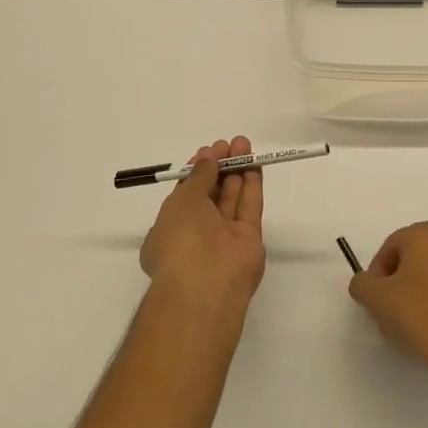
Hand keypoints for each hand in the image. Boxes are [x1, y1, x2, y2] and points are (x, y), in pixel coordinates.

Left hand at [140, 136, 265, 314]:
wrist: (206, 284)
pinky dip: (252, 184)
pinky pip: (250, 206)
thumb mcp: (182, 200)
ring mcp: (224, 236)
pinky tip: (255, 163)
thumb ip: (199, 176)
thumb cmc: (181, 239)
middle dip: (220, 166)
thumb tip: (208, 158)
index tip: (209, 150)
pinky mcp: (249, 239)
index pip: (187, 193)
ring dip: (238, 170)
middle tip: (230, 143)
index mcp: (171, 226)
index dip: (198, 170)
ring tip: (244, 144)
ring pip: (232, 197)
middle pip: (212, 193)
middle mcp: (197, 231)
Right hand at [349, 221, 427, 392]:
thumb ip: (362, 283)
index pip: (391, 246)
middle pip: (417, 256)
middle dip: (402, 278)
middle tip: (393, 307)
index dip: (378, 272)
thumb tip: (366, 282)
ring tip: (417, 320)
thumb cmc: (419, 317)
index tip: (375, 298)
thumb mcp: (376, 299)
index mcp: (426, 235)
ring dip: (425, 287)